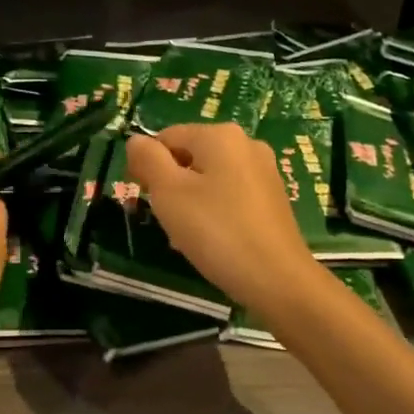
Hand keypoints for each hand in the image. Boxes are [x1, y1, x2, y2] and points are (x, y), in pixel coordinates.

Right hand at [125, 124, 320, 314]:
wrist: (277, 279)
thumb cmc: (216, 231)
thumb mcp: (168, 192)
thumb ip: (148, 159)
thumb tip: (137, 141)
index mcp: (220, 135)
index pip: (166, 137)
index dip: (147, 164)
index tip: (143, 197)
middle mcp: (246, 144)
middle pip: (189, 157)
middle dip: (171, 186)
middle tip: (167, 221)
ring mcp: (264, 171)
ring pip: (209, 179)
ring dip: (191, 203)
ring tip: (188, 237)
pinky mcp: (274, 199)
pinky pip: (231, 197)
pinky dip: (215, 213)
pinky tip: (213, 242)